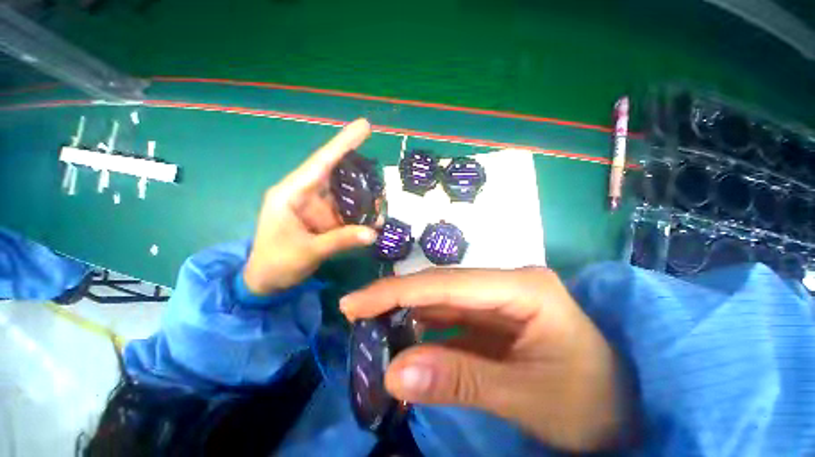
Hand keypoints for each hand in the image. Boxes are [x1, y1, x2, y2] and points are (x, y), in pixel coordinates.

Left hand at [243, 119, 378, 294]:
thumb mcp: (308, 252)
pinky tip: (374, 218)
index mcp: (291, 194)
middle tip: (380, 180)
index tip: (365, 126)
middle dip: (360, 174)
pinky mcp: (323, 218)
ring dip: (363, 198)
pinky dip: (360, 213)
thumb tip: (374, 233)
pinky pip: (345, 210)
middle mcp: (305, 194)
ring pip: (344, 193)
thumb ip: (341, 241)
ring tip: (381, 204)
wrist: (266, 282)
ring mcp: (316, 206)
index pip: (321, 163)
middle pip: (336, 174)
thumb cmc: (276, 263)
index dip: (343, 144)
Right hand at [340, 267, 635, 451]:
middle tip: (354, 312)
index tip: (354, 303)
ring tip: (371, 326)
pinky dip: (424, 328)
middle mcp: (506, 282)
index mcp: (522, 287)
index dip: (397, 292)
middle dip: (396, 298)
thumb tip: (393, 374)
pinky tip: (403, 337)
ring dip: (407, 313)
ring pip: (441, 300)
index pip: (446, 284)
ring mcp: (499, 298)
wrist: (625, 410)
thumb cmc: (592, 404)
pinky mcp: (493, 316)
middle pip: (440, 286)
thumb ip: (459, 380)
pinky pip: (450, 317)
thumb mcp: (526, 398)